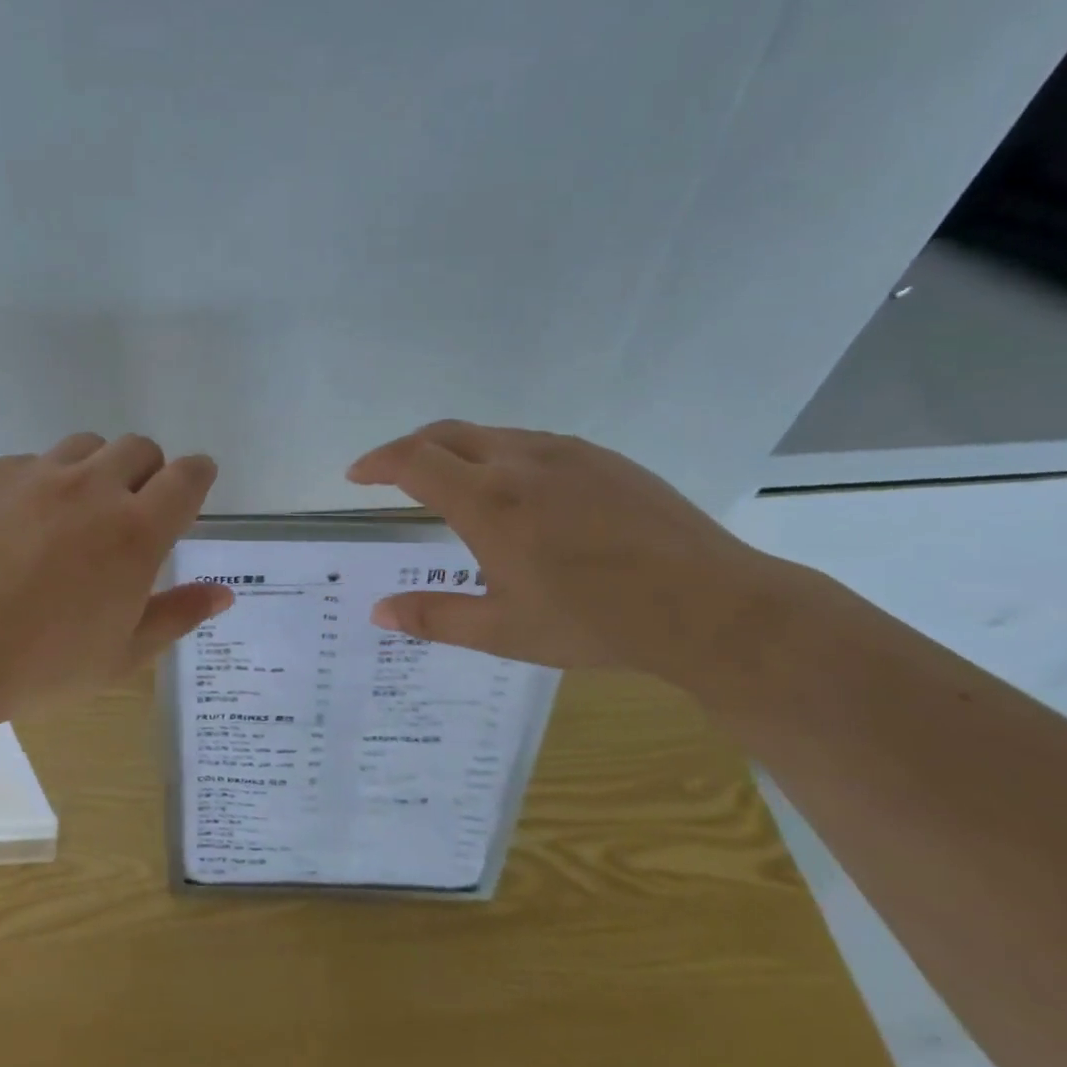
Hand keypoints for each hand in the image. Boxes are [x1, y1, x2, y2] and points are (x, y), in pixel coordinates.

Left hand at [0, 433, 232, 722]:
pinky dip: (38, 484)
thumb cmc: (41, 666)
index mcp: (135, 532)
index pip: (186, 477)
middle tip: (130, 509)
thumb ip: (178, 615)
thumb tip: (223, 593)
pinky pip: (27, 464)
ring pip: (84, 446)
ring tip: (72, 513)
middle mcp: (91, 488)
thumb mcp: (123, 654)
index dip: (198, 475)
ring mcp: (34, 475)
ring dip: (94, 469)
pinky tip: (13, 529)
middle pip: (138, 448)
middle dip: (147, 471)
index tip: (194, 484)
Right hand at [347, 421, 793, 682]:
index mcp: (488, 502)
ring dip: (455, 449)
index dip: (376, 464)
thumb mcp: (504, 632)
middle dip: (408, 449)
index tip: (356, 475)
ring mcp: (565, 453)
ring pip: (490, 434)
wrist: (709, 606)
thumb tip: (378, 612)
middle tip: (391, 474)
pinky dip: (499, 453)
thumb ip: (434, 618)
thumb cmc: (596, 624)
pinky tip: (516, 489)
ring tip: (449, 481)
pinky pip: (532, 442)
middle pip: (445, 433)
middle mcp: (520, 462)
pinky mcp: (601, 457)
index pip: (413, 462)